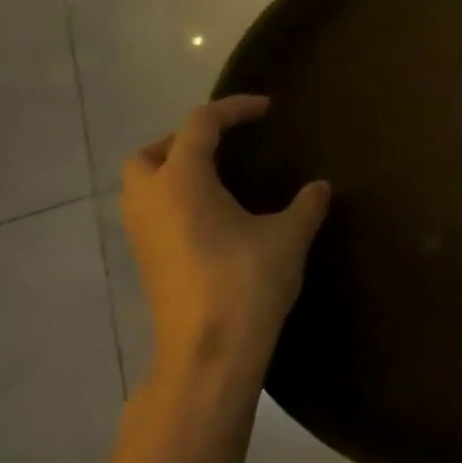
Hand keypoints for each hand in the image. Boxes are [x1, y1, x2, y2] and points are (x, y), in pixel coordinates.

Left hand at [120, 97, 330, 390]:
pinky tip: (210, 218)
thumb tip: (320, 187)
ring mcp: (141, 233)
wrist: (208, 353)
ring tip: (217, 180)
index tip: (266, 109)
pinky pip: (150, 212)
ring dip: (172, 171)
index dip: (234, 109)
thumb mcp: (288, 238)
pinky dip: (172, 201)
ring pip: (141, 185)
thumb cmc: (246, 283)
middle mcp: (151, 199)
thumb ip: (306, 206)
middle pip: (150, 152)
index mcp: (183, 181)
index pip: (201, 124)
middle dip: (184, 140)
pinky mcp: (145, 261)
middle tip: (224, 146)